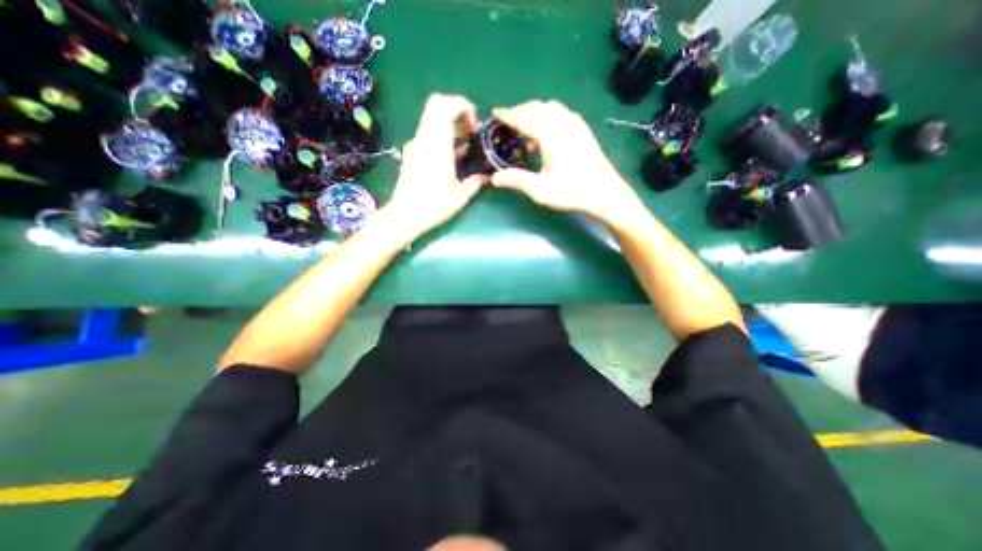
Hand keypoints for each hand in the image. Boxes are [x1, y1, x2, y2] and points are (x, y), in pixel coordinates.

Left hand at [385, 93, 487, 238]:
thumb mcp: (460, 196)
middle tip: (470, 130)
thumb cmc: (433, 205)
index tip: (475, 125)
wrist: (404, 215)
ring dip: (449, 123)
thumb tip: (487, 177)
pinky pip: (427, 133)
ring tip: (464, 143)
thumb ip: (476, 182)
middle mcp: (424, 138)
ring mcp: (415, 144)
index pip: (446, 105)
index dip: (464, 106)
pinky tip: (452, 155)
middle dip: (456, 110)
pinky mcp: (411, 153)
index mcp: (437, 143)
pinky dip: (441, 135)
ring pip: (431, 118)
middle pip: (437, 104)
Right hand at [491, 101, 645, 223]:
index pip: (524, 118)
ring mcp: (576, 125)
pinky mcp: (583, 130)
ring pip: (551, 107)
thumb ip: (517, 181)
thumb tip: (494, 178)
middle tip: (507, 122)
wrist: (604, 193)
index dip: (508, 115)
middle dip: (520, 111)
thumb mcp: (540, 190)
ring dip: (535, 112)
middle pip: (537, 107)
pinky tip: (546, 133)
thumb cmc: (571, 191)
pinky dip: (549, 116)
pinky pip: (562, 113)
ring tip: (525, 127)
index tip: (495, 113)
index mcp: (550, 134)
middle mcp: (563, 123)